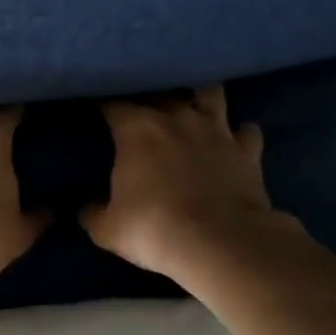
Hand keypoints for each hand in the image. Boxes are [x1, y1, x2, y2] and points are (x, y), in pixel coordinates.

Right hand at [84, 86, 297, 281]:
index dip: (102, 103)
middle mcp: (178, 118)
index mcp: (137, 129)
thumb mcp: (108, 229)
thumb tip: (87, 208)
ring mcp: (217, 130)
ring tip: (191, 107)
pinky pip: (246, 131)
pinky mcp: (248, 150)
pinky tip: (233, 142)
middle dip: (148, 96)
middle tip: (140, 109)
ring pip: (210, 93)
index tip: (94, 108)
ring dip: (199, 98)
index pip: (112, 102)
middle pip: (160, 90)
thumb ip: (93, 212)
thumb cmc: (153, 229)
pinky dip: (238, 134)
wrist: (221, 243)